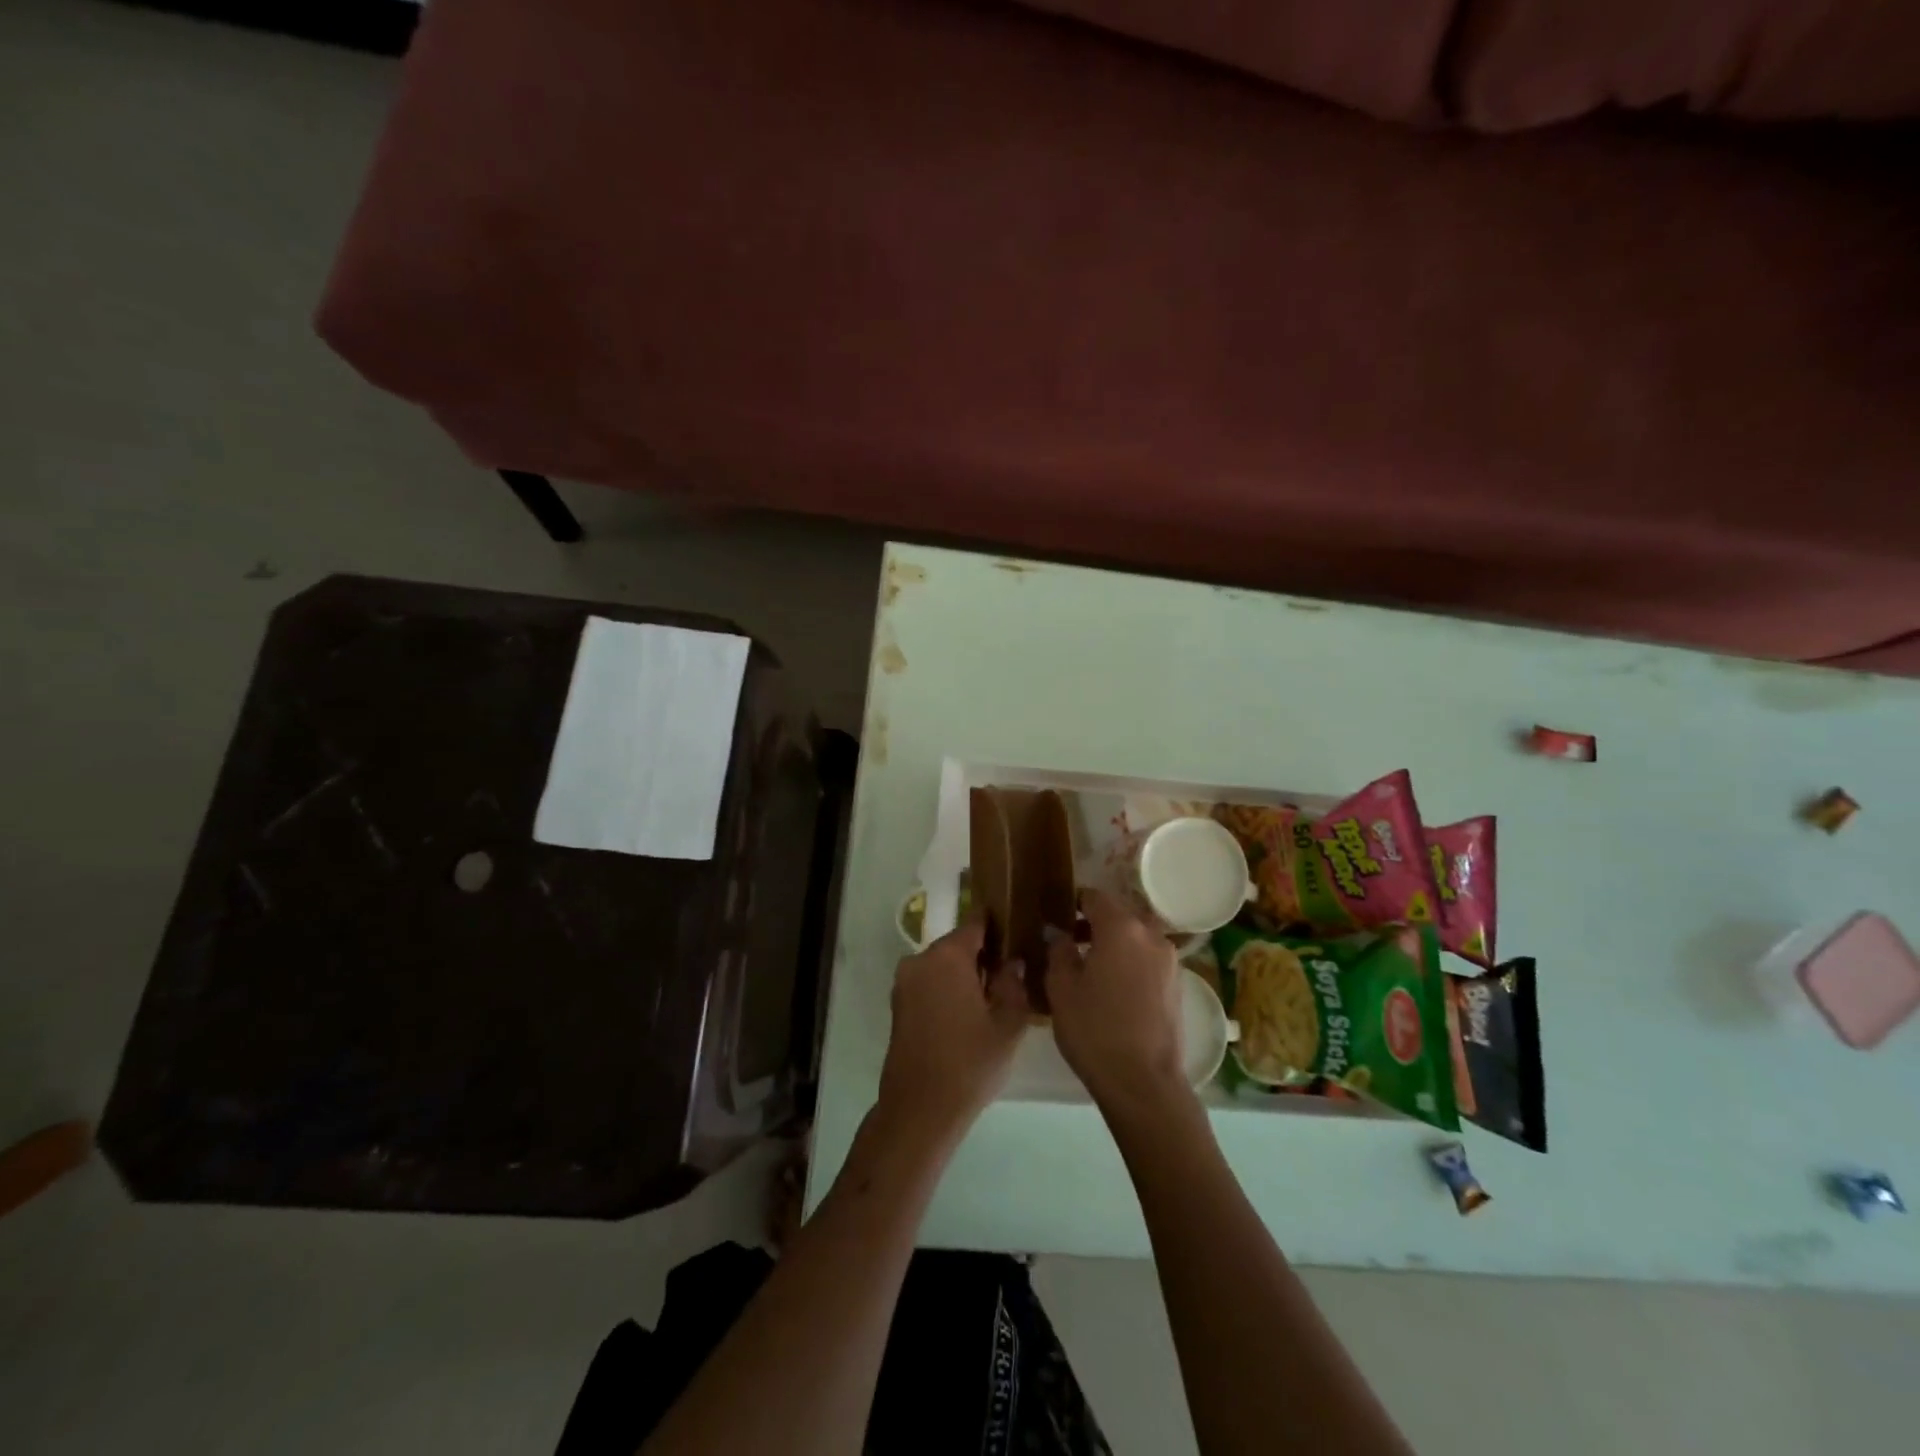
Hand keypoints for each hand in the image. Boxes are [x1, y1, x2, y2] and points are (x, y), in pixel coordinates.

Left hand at [877, 916, 1029, 1146]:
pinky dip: (948, 988)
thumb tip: (1013, 962)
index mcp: (947, 956)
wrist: (920, 1110)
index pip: (976, 923)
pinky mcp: (898, 1004)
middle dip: (983, 953)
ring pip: (943, 964)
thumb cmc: (970, 1063)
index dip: (999, 925)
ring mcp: (904, 982)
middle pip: (958, 943)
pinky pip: (929, 982)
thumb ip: (1014, 984)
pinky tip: (969, 1013)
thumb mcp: (1008, 1024)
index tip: (1019, 931)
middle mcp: (920, 960)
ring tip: (993, 996)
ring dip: (965, 973)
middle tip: (1012, 972)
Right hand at [1046, 888, 1186, 1113]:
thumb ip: (1059, 951)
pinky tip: (1114, 987)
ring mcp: (1169, 959)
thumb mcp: (1061, 988)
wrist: (1143, 1082)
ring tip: (1091, 966)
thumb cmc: (1094, 1030)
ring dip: (1116, 942)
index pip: (1094, 896)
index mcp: (1121, 927)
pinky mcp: (1178, 984)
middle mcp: (1150, 934)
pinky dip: (1131, 961)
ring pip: (1136, 936)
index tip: (1057, 915)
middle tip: (1070, 941)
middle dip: (1095, 922)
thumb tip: (1060, 934)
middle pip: (1119, 914)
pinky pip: (1148, 958)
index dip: (1073, 902)